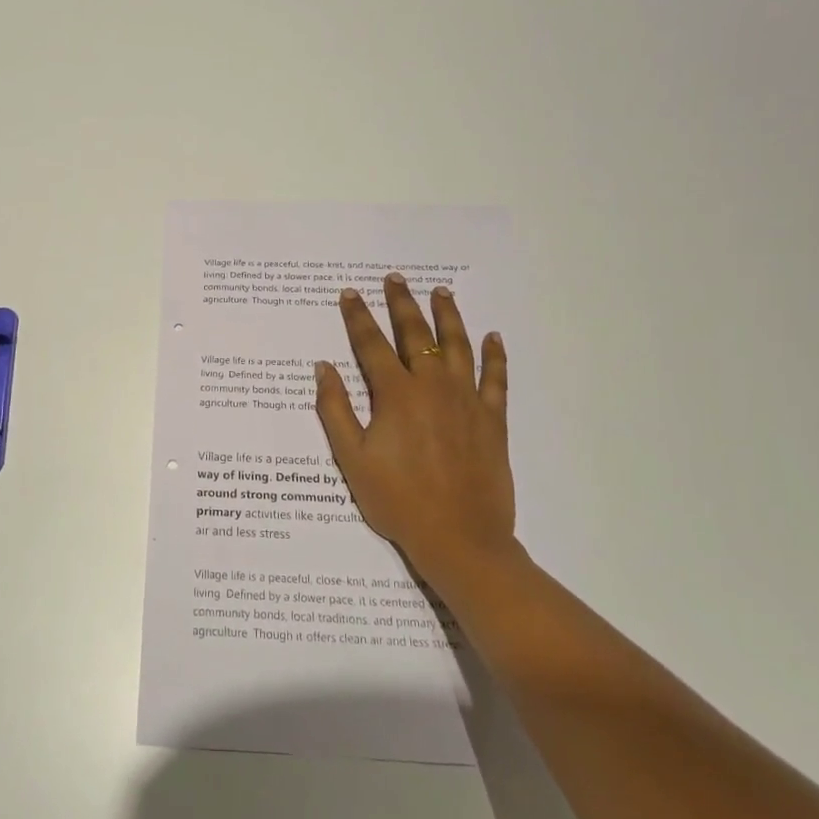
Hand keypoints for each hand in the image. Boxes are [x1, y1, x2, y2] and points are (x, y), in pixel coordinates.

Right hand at [315, 273, 519, 590]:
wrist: (460, 539)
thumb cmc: (397, 501)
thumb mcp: (352, 460)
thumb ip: (336, 410)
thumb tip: (323, 368)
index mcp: (396, 396)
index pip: (371, 345)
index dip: (358, 317)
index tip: (349, 294)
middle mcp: (432, 387)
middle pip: (415, 334)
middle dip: (402, 304)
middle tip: (395, 279)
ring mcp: (467, 400)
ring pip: (457, 346)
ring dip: (448, 316)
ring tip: (440, 291)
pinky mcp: (492, 419)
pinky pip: (496, 378)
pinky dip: (494, 355)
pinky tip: (493, 337)